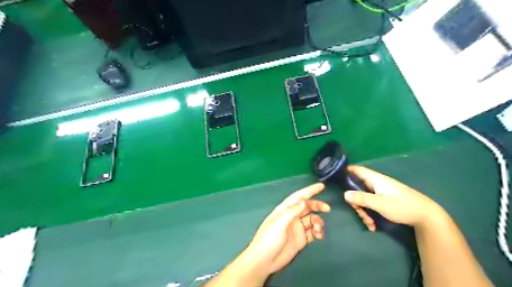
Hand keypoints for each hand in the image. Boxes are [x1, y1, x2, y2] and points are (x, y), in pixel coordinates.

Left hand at [245, 183, 331, 276]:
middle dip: (317, 206)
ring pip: (312, 219)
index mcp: (285, 210)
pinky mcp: (301, 239)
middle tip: (327, 209)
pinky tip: (319, 235)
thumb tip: (303, 201)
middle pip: (307, 207)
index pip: (298, 197)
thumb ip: (291, 212)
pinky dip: (318, 232)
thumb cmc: (268, 239)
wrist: (264, 261)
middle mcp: (292, 217)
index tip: (321, 186)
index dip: (310, 190)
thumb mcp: (278, 224)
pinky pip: (312, 232)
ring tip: (318, 228)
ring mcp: (297, 228)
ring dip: (318, 221)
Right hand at [341, 166, 441, 230]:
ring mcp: (381, 191)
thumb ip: (361, 198)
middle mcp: (376, 183)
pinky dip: (371, 213)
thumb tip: (344, 194)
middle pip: (358, 187)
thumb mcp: (379, 204)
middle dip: (356, 201)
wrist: (427, 216)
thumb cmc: (402, 206)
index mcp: (375, 179)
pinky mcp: (385, 199)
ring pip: (364, 197)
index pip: (356, 169)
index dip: (345, 171)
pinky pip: (372, 203)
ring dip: (364, 210)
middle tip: (359, 213)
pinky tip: (374, 225)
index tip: (336, 179)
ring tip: (370, 224)